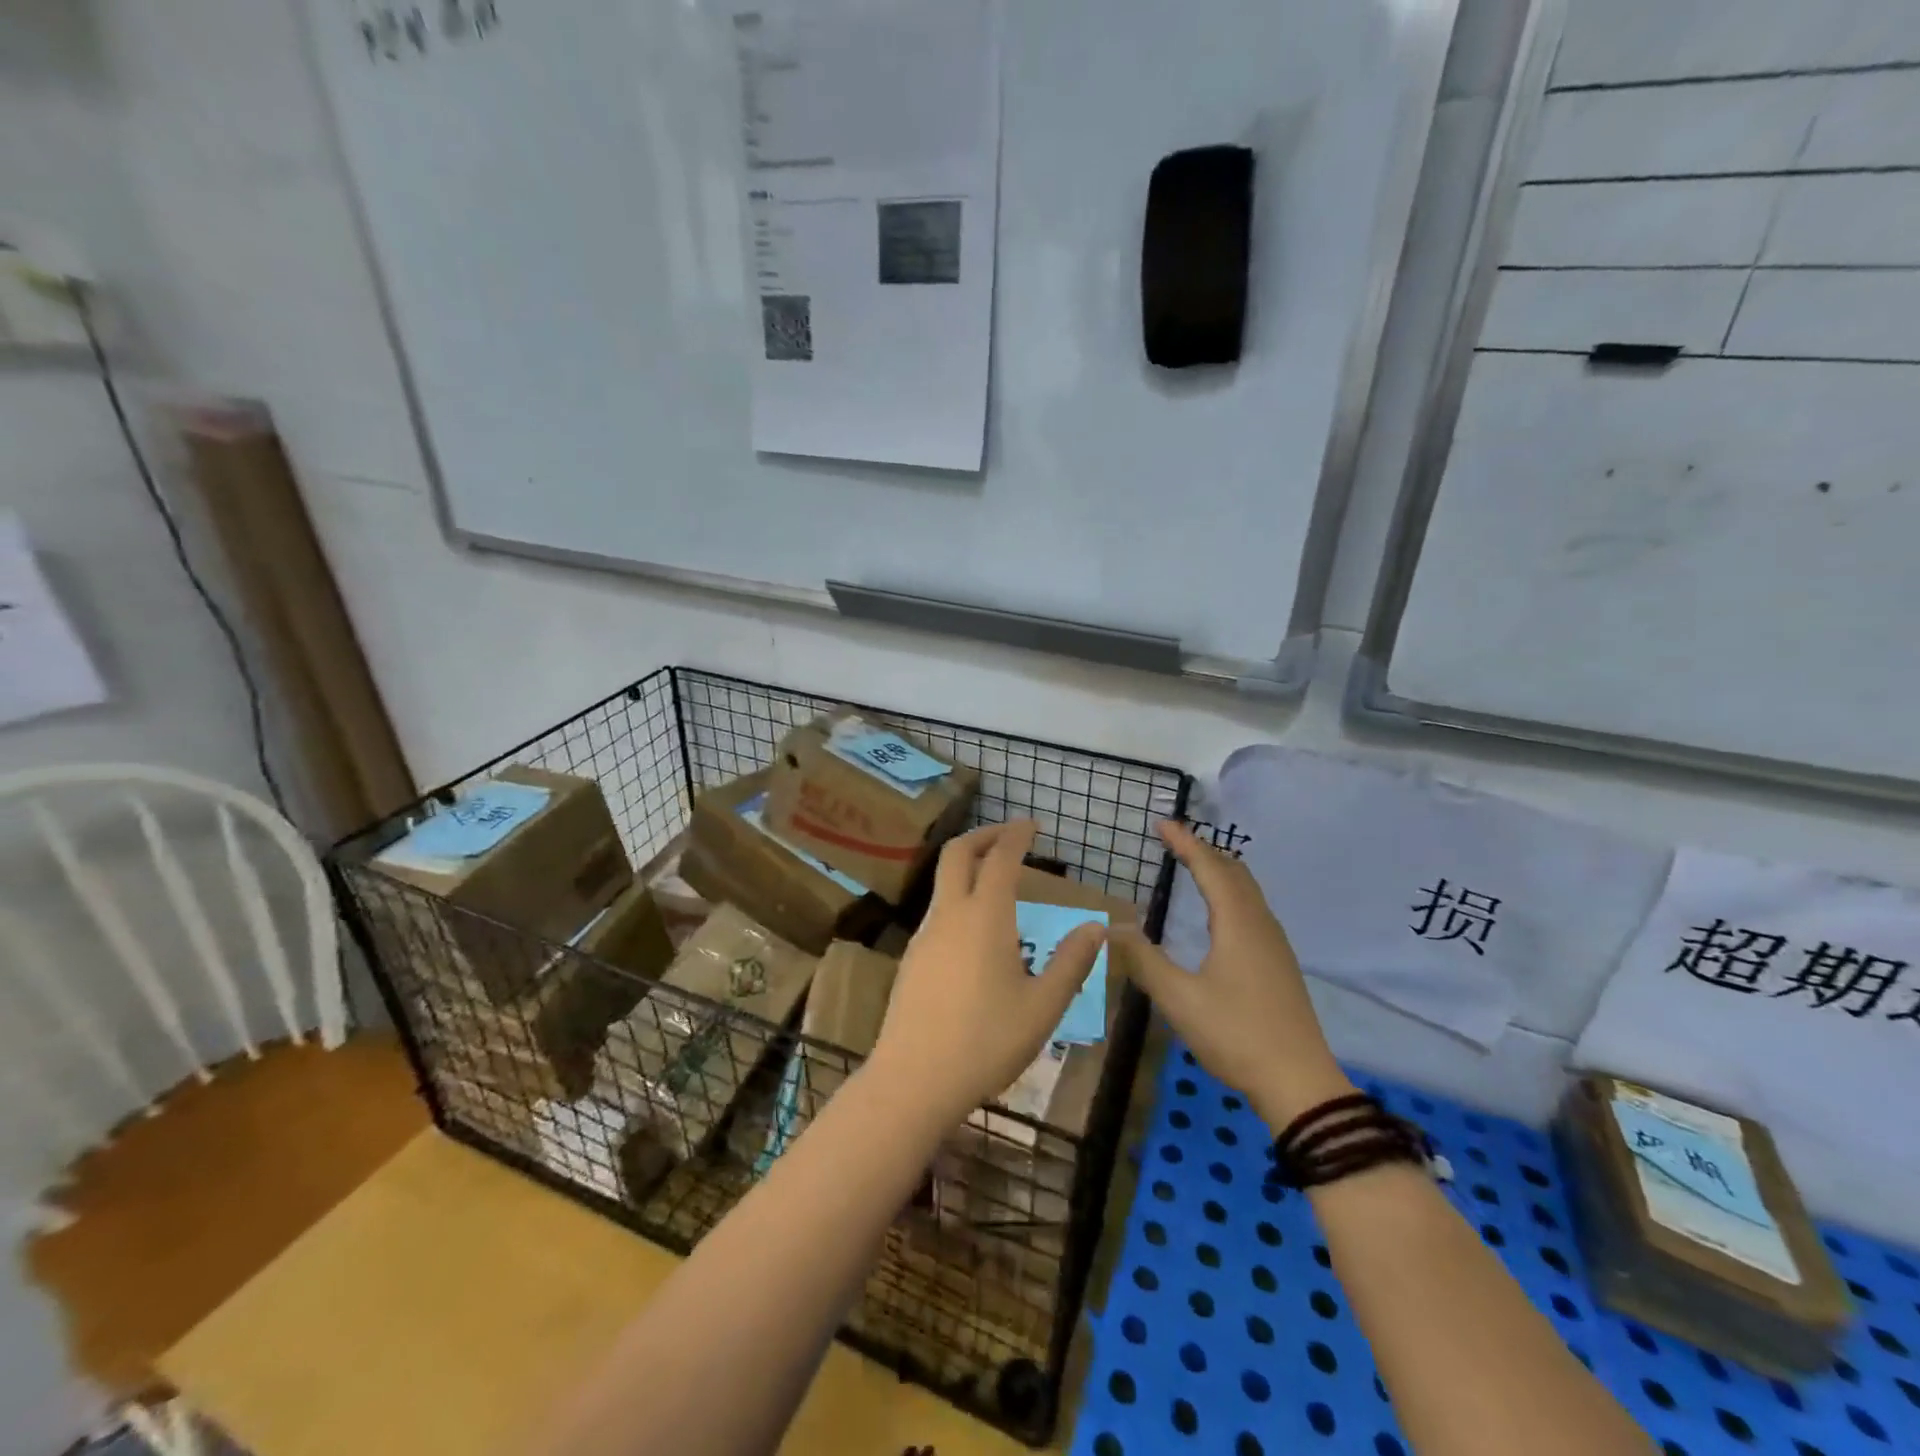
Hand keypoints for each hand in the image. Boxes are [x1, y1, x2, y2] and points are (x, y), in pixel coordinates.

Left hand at [867, 820, 1105, 1127]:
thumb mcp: (1042, 1007)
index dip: (1016, 834)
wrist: (913, 1079)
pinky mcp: (912, 958)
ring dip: (968, 866)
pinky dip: (958, 897)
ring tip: (997, 881)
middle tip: (1009, 835)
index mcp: (985, 917)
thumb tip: (1095, 927)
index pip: (1000, 858)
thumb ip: (1070, 963)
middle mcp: (950, 914)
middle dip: (983, 835)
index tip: (1032, 824)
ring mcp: (925, 935)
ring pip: (943, 882)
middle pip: (957, 853)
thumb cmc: (986, 1042)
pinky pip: (938, 911)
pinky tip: (976, 931)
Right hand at [1123, 821, 1353, 1127]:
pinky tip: (1220, 913)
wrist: (1299, 1083)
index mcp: (1238, 923)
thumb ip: (1144, 960)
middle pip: (1234, 872)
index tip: (1162, 823)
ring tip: (1194, 865)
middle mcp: (1260, 924)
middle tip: (1174, 840)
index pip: (1209, 868)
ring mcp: (1274, 944)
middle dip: (1203, 850)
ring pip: (1247, 891)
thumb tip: (1113, 928)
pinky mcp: (1278, 963)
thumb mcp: (1179, 999)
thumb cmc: (1236, 1034)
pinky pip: (1252, 909)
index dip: (1185, 843)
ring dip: (1220, 870)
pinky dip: (1230, 892)